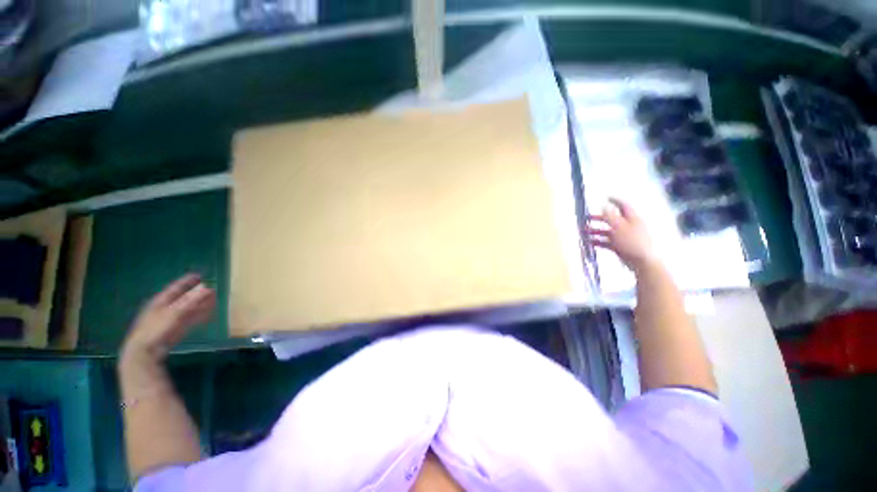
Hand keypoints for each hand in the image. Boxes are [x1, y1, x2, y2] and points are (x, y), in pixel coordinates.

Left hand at [121, 274, 215, 360]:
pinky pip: (189, 319)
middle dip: (197, 294)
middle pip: (183, 298)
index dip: (187, 281)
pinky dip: (199, 316)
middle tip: (211, 289)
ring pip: (188, 309)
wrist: (145, 352)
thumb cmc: (156, 329)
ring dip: (200, 305)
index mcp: (160, 301)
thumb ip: (191, 301)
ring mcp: (170, 320)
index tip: (199, 275)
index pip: (175, 288)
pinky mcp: (175, 330)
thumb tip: (207, 288)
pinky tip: (208, 314)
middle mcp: (165, 308)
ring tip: (213, 300)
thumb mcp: (174, 313)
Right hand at [586, 198, 658, 271]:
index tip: (605, 198)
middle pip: (612, 219)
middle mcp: (628, 226)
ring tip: (584, 232)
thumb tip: (603, 206)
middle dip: (599, 218)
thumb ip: (610, 216)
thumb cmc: (632, 241)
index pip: (623, 206)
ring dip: (595, 231)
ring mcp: (624, 237)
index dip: (614, 200)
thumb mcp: (619, 226)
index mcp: (632, 218)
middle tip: (586, 218)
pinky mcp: (620, 247)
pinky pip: (607, 242)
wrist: (642, 262)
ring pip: (607, 231)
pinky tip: (589, 242)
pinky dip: (598, 241)